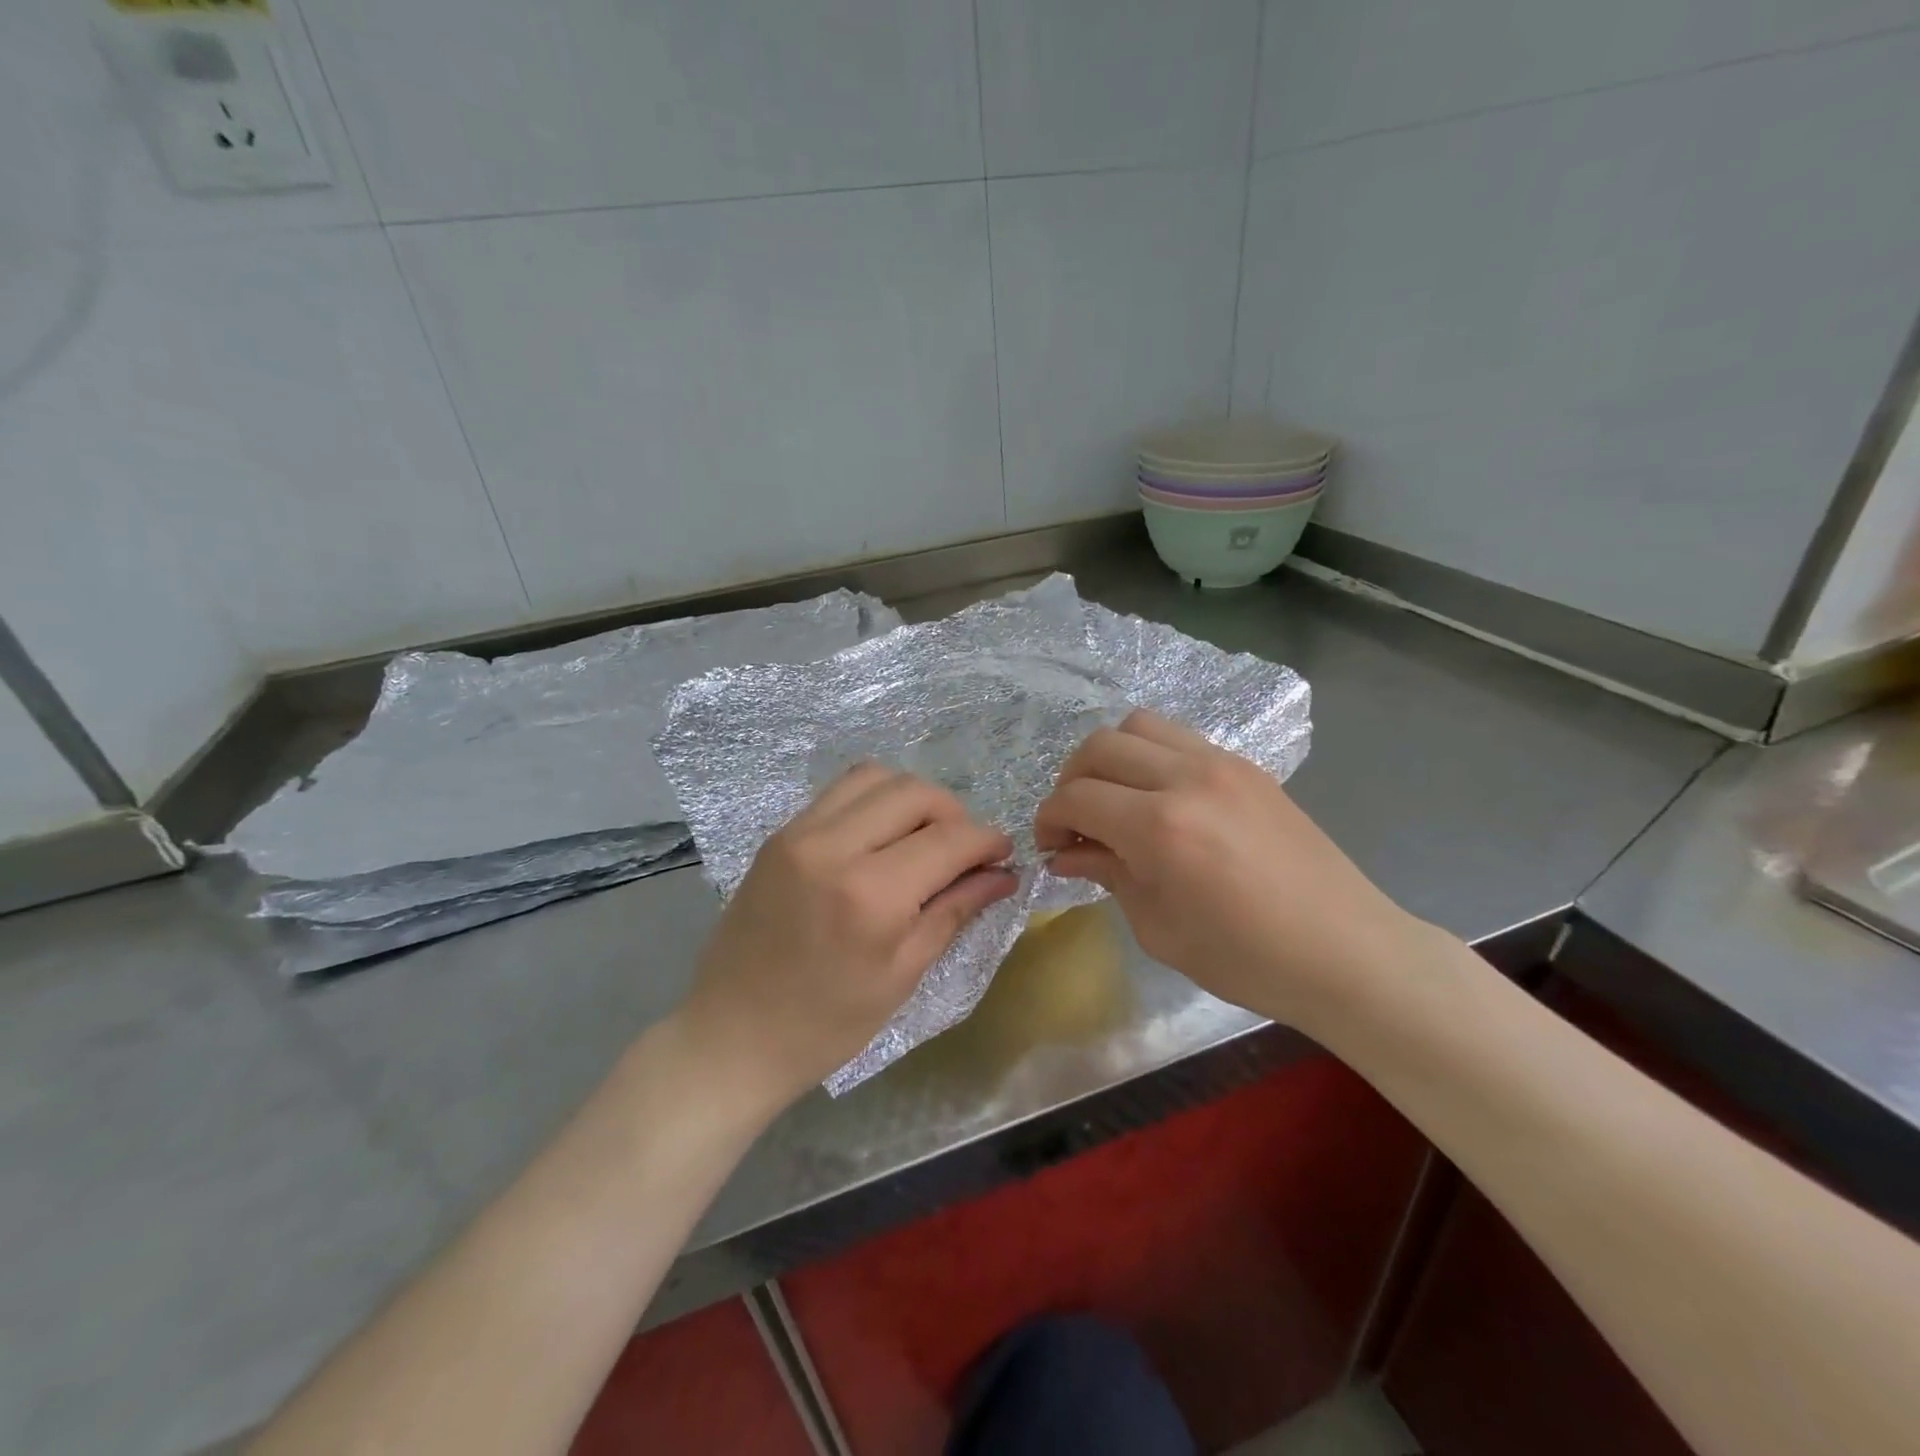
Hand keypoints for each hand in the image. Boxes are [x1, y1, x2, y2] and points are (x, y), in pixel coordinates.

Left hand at [679, 765, 1016, 1106]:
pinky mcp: (779, 834)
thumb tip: (1001, 874)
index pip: (949, 838)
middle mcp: (833, 846)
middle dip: (954, 813)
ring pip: (875, 776)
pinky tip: (881, 839)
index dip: (987, 840)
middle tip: (963, 851)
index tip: (1003, 854)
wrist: (730, 1036)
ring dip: (912, 798)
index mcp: (870, 894)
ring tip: (922, 838)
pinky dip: (873, 801)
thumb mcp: (902, 975)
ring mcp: (798, 833)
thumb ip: (954, 910)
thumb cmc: (825, 1026)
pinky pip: (840, 793)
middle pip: (914, 792)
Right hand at [1034, 710, 1426, 1031]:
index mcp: (1161, 827)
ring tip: (1113, 799)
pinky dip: (1150, 755)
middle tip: (1073, 823)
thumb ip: (1108, 875)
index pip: (1076, 797)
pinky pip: (1179, 737)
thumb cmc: (1248, 959)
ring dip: (1110, 757)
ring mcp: (1222, 763)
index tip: (1049, 847)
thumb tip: (1065, 854)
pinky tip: (1157, 797)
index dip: (1049, 819)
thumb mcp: (1160, 928)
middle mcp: (1187, 778)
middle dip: (1070, 781)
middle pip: (1099, 746)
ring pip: (1138, 726)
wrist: (1347, 952)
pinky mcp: (1246, 765)